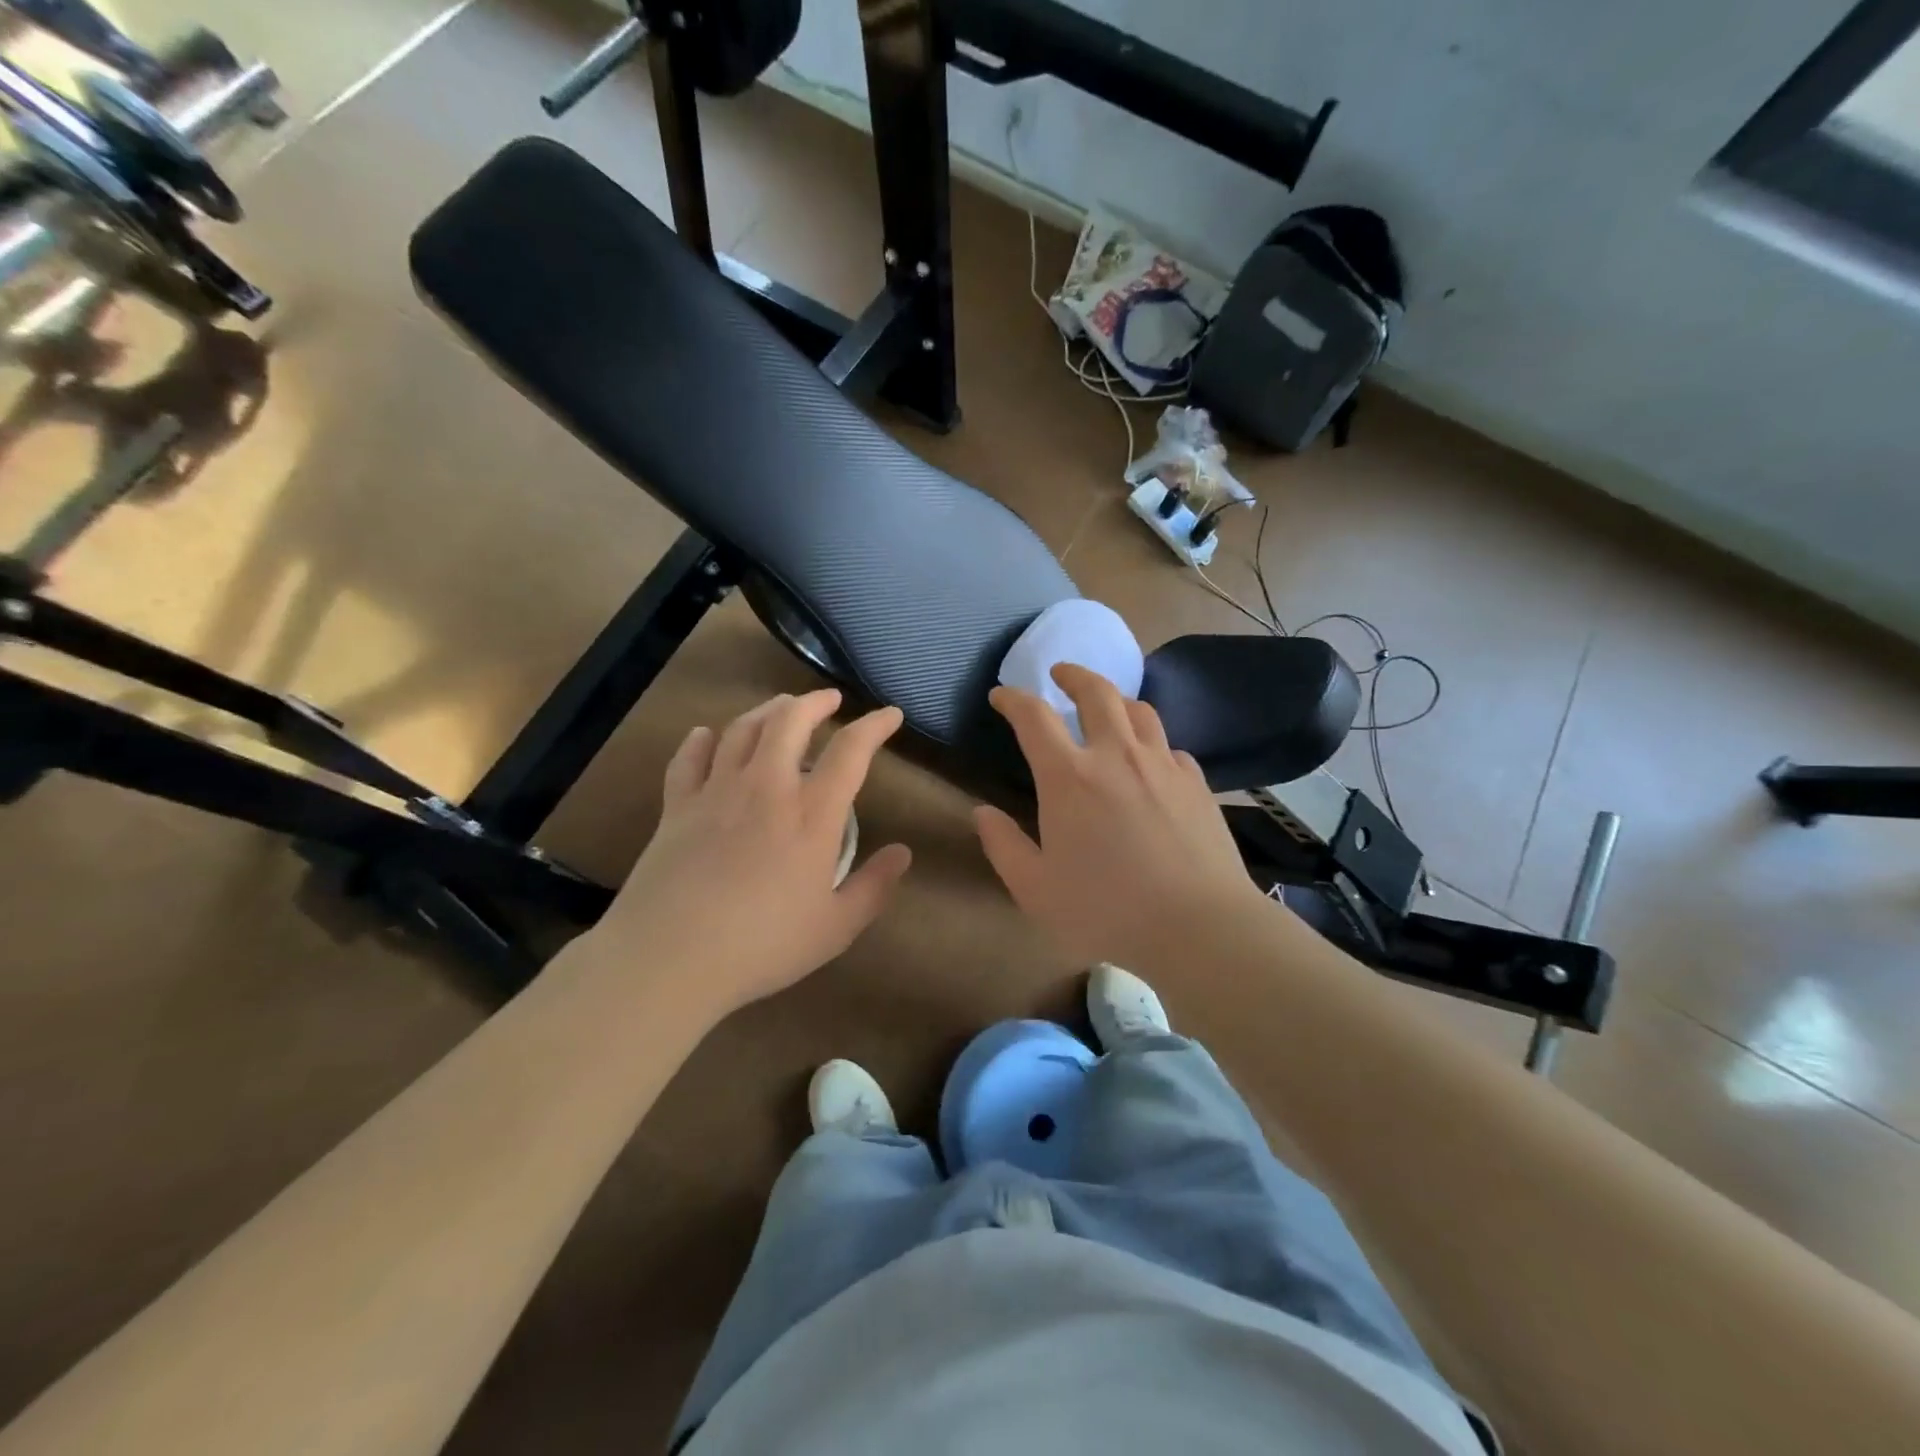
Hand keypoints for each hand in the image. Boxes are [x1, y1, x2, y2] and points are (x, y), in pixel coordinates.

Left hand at [597, 690, 911, 1022]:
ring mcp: (717, 792)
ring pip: (742, 729)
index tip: (890, 715)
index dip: (875, 726)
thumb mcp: (836, 926)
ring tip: (780, 709)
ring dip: (766, 711)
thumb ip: (874, 886)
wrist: (670, 957)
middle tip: (830, 700)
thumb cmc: (763, 945)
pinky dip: (702, 740)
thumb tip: (902, 852)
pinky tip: (706, 735)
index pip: (851, 751)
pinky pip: (689, 758)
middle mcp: (766, 787)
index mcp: (812, 814)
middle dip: (815, 702)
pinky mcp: (677, 807)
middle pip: (790, 721)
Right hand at [974, 664, 1268, 968]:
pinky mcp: (1196, 783)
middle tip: (1060, 673)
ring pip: (1139, 711)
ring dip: (1116, 699)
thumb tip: (982, 812)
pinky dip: (1152, 743)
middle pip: (1096, 692)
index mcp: (1069, 777)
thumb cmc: (1106, 910)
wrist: (1199, 926)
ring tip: (1107, 706)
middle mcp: (1116, 756)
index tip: (1001, 695)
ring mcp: (1162, 765)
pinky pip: (1170, 747)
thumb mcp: (1035, 889)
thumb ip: (1003, 846)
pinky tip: (1151, 761)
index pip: (1033, 716)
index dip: (1013, 698)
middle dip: (1073, 675)